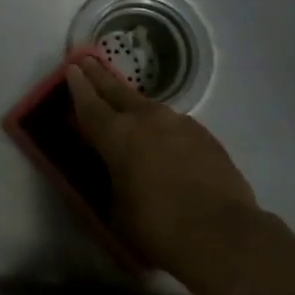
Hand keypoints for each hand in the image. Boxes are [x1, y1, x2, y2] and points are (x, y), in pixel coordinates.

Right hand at [65, 54, 258, 294]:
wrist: (222, 234)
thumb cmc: (158, 226)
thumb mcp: (117, 209)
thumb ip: (112, 180)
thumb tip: (116, 172)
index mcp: (118, 135)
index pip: (90, 104)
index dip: (78, 86)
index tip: (72, 68)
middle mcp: (148, 119)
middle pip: (118, 91)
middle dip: (101, 76)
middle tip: (89, 60)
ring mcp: (180, 124)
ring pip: (149, 107)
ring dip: (133, 103)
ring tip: (125, 104)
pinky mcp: (205, 136)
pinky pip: (174, 125)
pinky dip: (161, 127)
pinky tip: (162, 139)